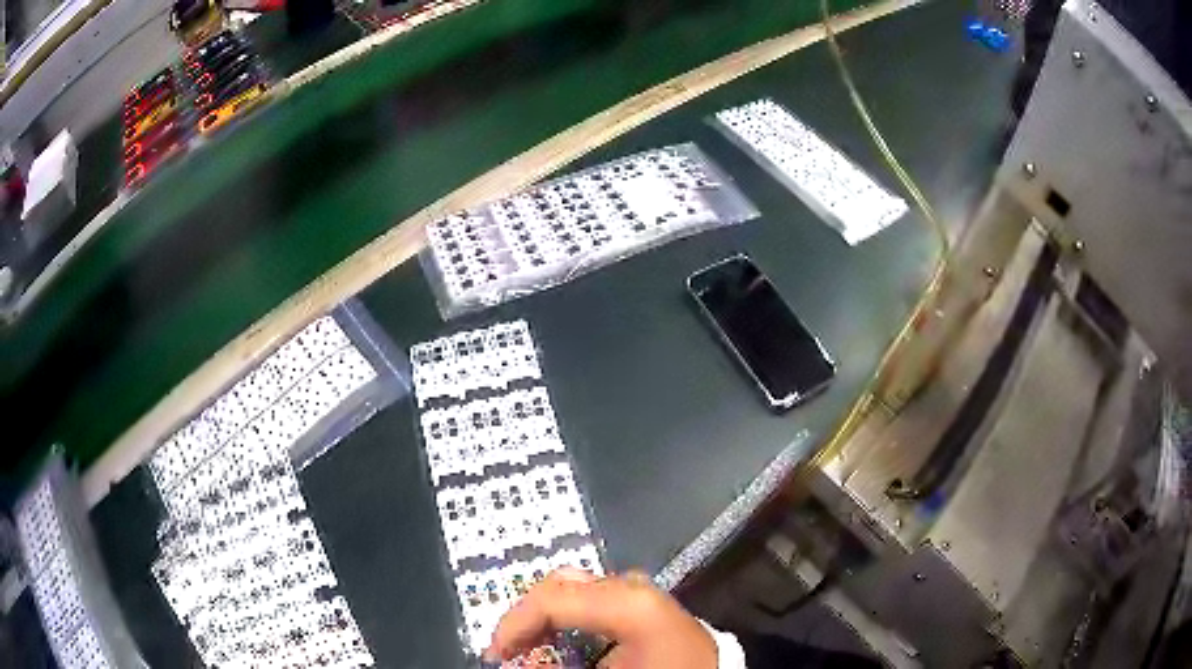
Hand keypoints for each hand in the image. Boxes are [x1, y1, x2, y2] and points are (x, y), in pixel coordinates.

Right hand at [485, 568, 717, 668]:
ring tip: (531, 649)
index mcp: (627, 600)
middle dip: (527, 618)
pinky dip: (569, 621)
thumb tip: (519, 660)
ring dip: (547, 619)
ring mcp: (641, 593)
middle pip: (560, 586)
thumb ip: (556, 662)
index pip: (551, 597)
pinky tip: (562, 643)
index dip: (513, 624)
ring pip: (575, 591)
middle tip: (509, 652)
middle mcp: (632, 586)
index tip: (495, 656)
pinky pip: (594, 603)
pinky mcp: (645, 605)